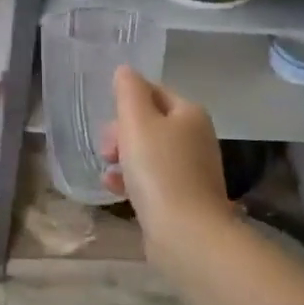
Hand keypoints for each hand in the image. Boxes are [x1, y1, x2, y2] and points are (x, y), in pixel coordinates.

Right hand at [102, 67, 230, 248]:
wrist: (186, 232)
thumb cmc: (158, 170)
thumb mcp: (137, 121)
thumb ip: (128, 91)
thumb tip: (125, 71)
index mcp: (189, 114)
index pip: (153, 92)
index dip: (126, 103)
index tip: (108, 123)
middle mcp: (196, 137)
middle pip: (149, 123)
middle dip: (121, 133)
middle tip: (107, 150)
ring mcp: (192, 170)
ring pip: (148, 152)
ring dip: (123, 158)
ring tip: (107, 171)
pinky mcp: (183, 197)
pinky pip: (152, 179)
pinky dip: (132, 180)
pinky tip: (115, 189)